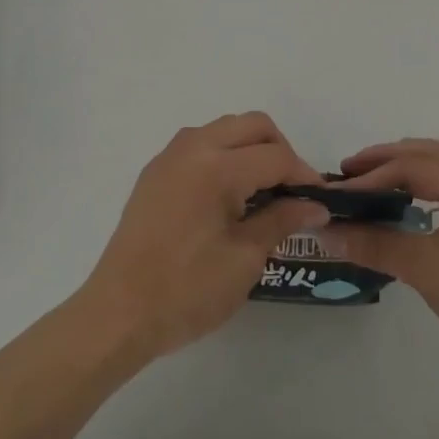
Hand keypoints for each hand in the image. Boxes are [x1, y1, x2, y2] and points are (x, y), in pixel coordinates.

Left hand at [79, 112, 328, 361]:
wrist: (118, 313)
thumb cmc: (187, 290)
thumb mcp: (244, 259)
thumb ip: (282, 220)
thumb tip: (315, 205)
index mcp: (217, 166)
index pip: (275, 156)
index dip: (304, 175)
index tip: (321, 200)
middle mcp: (193, 146)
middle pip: (252, 125)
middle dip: (280, 150)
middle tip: (292, 191)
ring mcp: (170, 156)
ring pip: (225, 128)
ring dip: (250, 148)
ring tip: (263, 192)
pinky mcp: (155, 171)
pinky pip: (200, 144)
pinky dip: (224, 155)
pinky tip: (228, 196)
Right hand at [322, 139, 438, 386]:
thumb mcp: (426, 270)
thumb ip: (377, 245)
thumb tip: (329, 232)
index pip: (414, 166)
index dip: (373, 175)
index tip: (340, 189)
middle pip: (432, 154)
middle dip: (389, 159)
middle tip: (351, 169)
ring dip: (412, 163)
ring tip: (380, 172)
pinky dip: (430, 178)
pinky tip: (415, 195)